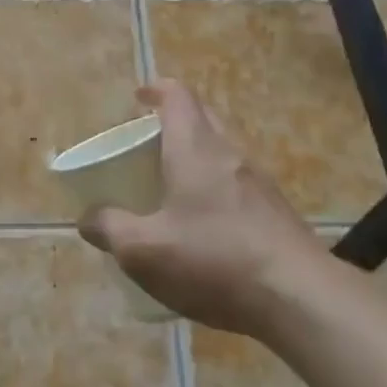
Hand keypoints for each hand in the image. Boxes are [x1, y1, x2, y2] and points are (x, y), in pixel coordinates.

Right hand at [79, 80, 324, 334]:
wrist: (300, 297)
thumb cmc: (214, 259)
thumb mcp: (144, 250)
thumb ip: (110, 229)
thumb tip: (87, 218)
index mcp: (195, 148)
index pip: (178, 96)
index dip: (156, 90)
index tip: (137, 99)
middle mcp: (230, 154)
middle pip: (203, 118)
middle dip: (173, 123)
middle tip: (146, 147)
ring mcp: (260, 183)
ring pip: (222, 153)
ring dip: (196, 159)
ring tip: (169, 190)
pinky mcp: (277, 213)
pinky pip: (238, 185)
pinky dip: (214, 190)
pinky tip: (203, 230)